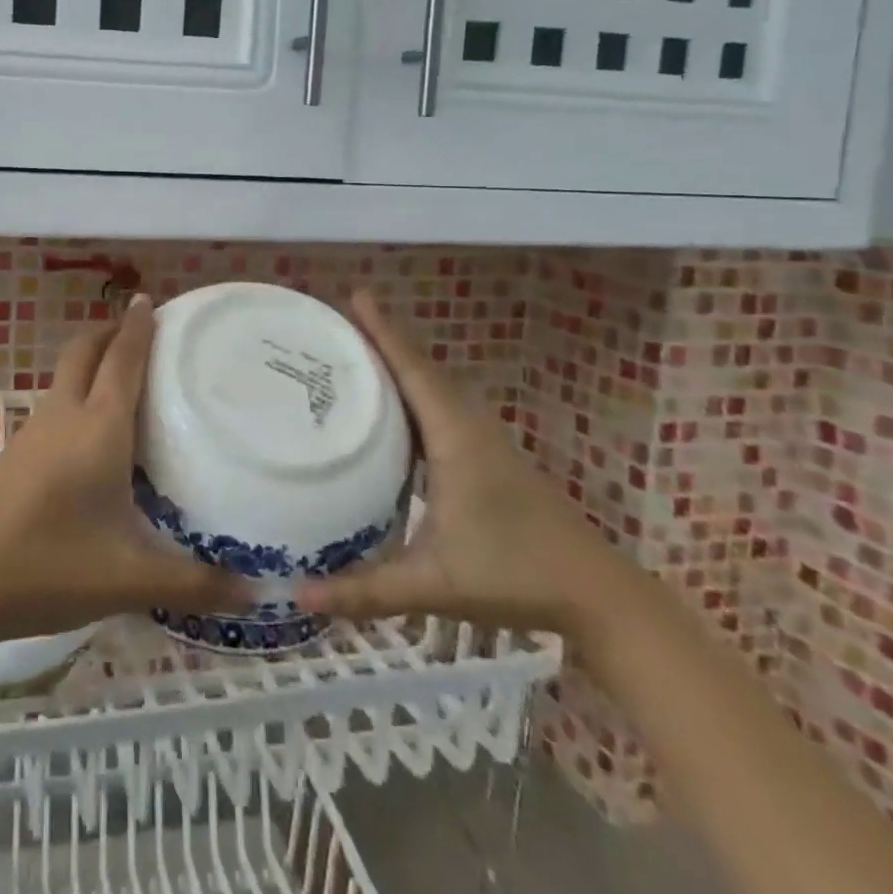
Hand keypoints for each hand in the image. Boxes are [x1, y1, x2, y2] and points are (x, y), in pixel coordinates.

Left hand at [0, 295, 250, 645]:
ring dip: (91, 365)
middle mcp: (62, 417)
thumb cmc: (48, 565)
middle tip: (139, 331)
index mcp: (97, 428)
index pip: (123, 359)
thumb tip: (256, 595)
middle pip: (84, 352)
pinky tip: (88, 441)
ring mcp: (30, 435)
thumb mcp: (129, 580)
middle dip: (110, 332)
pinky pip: (52, 410)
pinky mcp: (12, 457)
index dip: (139, 326)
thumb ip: (195, 585)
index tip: (151, 299)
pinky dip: (75, 400)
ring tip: (123, 384)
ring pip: (64, 379)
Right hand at [294, 291, 617, 634]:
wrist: (596, 594)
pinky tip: (391, 408)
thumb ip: (366, 591)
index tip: (356, 296)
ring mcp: (482, 440)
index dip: (384, 333)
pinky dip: (413, 392)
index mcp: (455, 438)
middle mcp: (468, 427)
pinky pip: (441, 407)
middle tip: (337, 322)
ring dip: (399, 364)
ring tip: (356, 353)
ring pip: (433, 387)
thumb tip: (297, 597)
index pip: (414, 371)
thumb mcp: (433, 582)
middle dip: (382, 340)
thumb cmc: (515, 574)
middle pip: (421, 368)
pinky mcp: (487, 457)